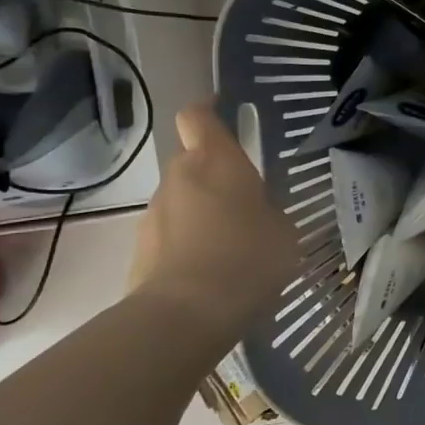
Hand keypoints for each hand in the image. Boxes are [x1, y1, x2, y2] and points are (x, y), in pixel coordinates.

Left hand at [128, 102, 299, 339]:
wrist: (185, 315)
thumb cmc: (248, 258)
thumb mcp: (284, 231)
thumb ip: (268, 211)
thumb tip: (258, 214)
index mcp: (217, 162)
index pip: (198, 116)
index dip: (207, 109)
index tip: (222, 109)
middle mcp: (179, 177)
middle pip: (191, 159)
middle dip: (213, 172)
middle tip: (245, 197)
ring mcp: (154, 214)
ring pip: (181, 198)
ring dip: (201, 210)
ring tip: (231, 243)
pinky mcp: (140, 249)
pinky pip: (171, 234)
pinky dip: (188, 242)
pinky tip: (212, 271)